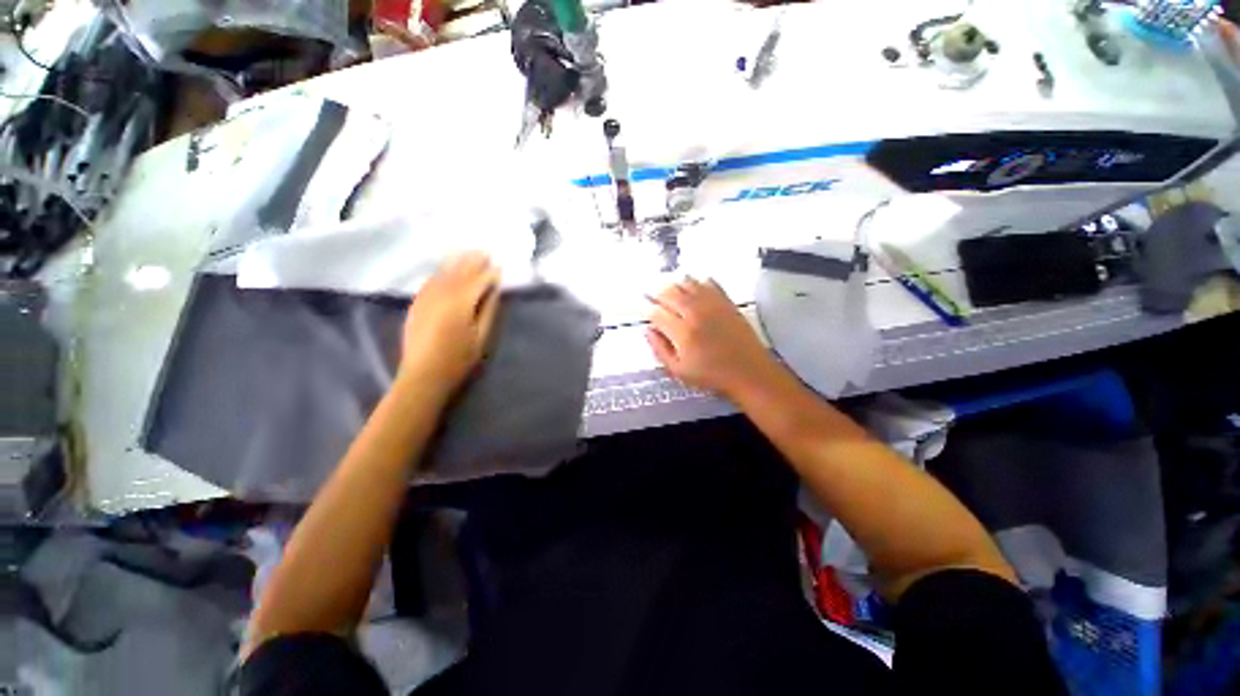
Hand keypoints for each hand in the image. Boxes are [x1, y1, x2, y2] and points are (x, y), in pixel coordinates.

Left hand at [399, 252, 500, 395]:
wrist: (423, 375)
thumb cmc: (458, 359)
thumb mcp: (482, 338)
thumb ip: (489, 311)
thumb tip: (495, 290)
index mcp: (460, 303)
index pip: (478, 280)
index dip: (491, 272)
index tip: (501, 264)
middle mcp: (441, 294)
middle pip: (460, 272)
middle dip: (474, 261)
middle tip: (487, 251)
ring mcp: (426, 297)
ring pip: (444, 273)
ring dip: (457, 262)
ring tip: (469, 253)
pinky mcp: (417, 304)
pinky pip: (430, 281)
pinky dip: (441, 272)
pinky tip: (446, 269)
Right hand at [646, 278, 781, 400]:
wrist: (748, 371)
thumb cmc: (711, 374)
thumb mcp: (679, 370)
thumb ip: (659, 349)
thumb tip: (648, 330)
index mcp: (682, 332)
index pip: (657, 312)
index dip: (647, 311)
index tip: (646, 312)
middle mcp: (695, 313)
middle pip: (670, 292)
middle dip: (657, 294)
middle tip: (654, 298)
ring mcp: (712, 304)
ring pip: (687, 283)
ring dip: (675, 285)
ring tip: (670, 292)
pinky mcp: (726, 301)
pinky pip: (709, 282)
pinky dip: (697, 281)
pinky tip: (693, 288)